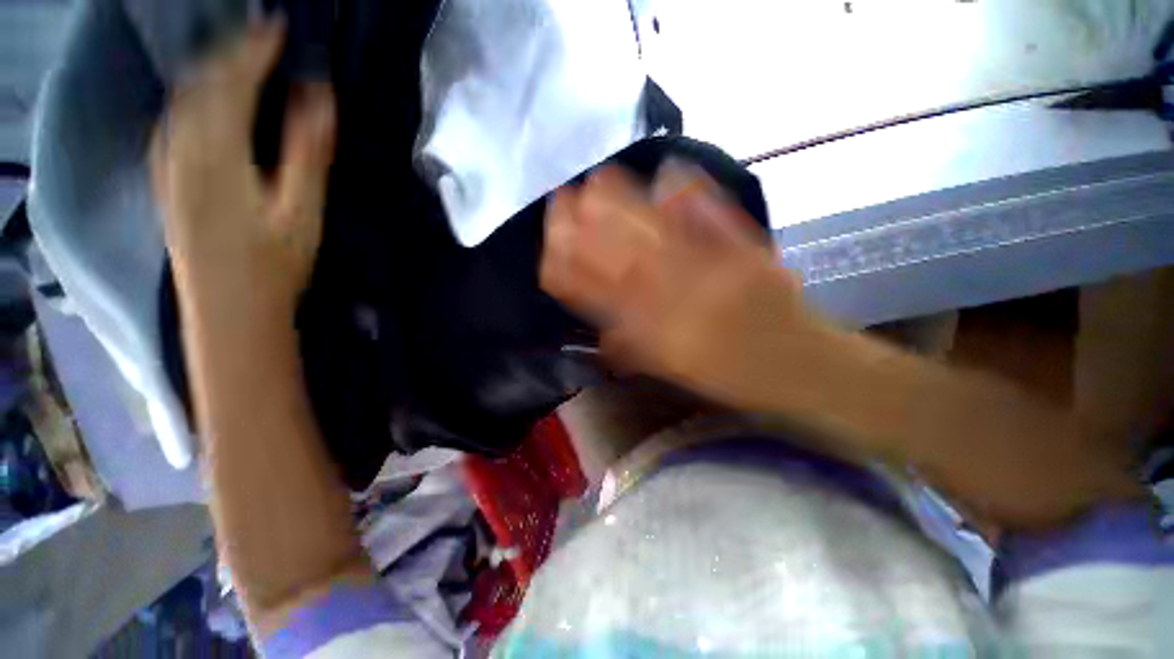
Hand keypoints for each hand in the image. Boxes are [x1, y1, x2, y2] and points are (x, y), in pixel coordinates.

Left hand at [151, 19, 335, 318]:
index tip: (277, 25)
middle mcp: (182, 147)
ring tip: (237, 58)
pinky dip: (192, 98)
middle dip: (230, 53)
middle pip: (200, 84)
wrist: (229, 309)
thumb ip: (306, 150)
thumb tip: (318, 95)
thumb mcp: (301, 209)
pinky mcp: (166, 181)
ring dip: (209, 71)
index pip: (231, 81)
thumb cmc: (274, 263)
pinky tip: (204, 99)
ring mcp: (168, 165)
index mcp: (217, 151)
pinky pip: (172, 122)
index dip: (254, 50)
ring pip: (182, 100)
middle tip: (261, 36)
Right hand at [541, 161, 819, 407]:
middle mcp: (681, 301)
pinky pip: (716, 219)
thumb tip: (601, 334)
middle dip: (588, 229)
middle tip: (562, 201)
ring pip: (660, 235)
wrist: (802, 367)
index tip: (550, 248)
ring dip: (626, 205)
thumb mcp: (676, 374)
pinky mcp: (748, 254)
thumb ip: (635, 352)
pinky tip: (669, 171)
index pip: (602, 298)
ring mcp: (716, 272)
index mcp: (659, 336)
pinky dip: (692, 193)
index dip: (572, 271)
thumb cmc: (734, 377)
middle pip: (624, 258)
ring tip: (598, 180)